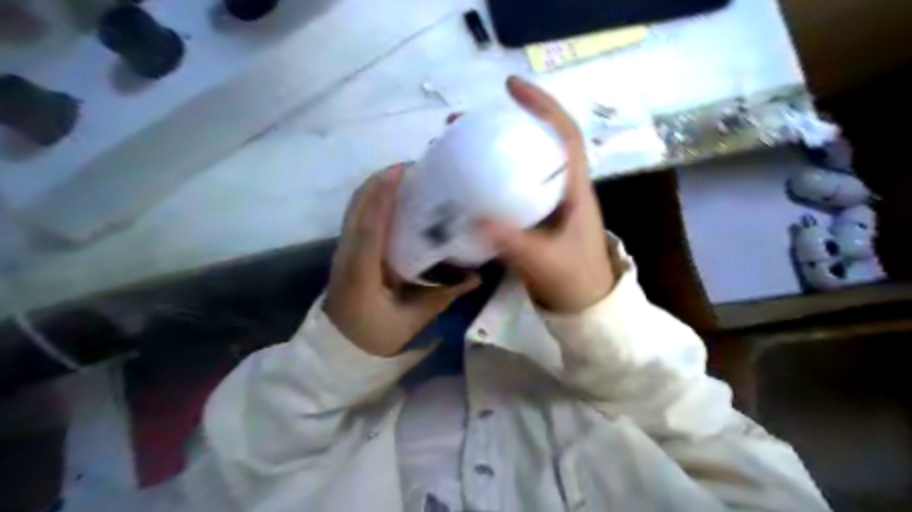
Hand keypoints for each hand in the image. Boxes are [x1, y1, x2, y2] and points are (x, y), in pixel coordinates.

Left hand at [323, 165, 477, 355]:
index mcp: (362, 273)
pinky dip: (375, 199)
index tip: (403, 172)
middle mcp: (348, 254)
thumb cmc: (376, 334)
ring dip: (378, 186)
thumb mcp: (412, 319)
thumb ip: (443, 295)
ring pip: (356, 207)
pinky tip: (398, 198)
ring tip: (409, 178)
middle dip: (382, 181)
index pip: (370, 228)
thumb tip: (477, 277)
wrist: (341, 346)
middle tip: (417, 170)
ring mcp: (344, 249)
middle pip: (358, 206)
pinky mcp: (347, 248)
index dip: (384, 197)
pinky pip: (359, 215)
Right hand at [479, 76, 614, 310]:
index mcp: (574, 188)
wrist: (585, 306)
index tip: (510, 87)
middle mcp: (561, 188)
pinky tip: (465, 184)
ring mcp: (546, 203)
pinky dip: (489, 179)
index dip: (542, 106)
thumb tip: (477, 220)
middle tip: (463, 124)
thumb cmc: (575, 280)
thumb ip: (516, 244)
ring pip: (521, 165)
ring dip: (492, 151)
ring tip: (456, 147)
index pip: (563, 134)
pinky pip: (511, 188)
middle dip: (503, 125)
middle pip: (536, 143)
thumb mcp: (547, 263)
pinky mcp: (534, 218)